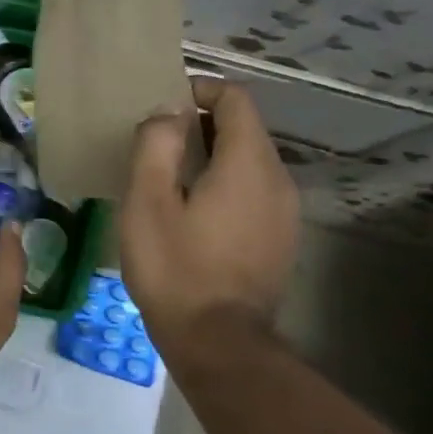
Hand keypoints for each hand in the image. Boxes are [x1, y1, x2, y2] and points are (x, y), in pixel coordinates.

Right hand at [119, 79, 298, 344]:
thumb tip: (168, 113)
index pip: (236, 99)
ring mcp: (285, 212)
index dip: (200, 89)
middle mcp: (278, 180)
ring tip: (169, 175)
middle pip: (245, 128)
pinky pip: (254, 189)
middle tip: (157, 141)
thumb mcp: (147, 200)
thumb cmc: (175, 267)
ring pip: (250, 160)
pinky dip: (225, 182)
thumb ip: (157, 144)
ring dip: (212, 154)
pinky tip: (193, 210)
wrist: (218, 343)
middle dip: (202, 122)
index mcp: (248, 164)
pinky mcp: (280, 238)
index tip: (164, 105)